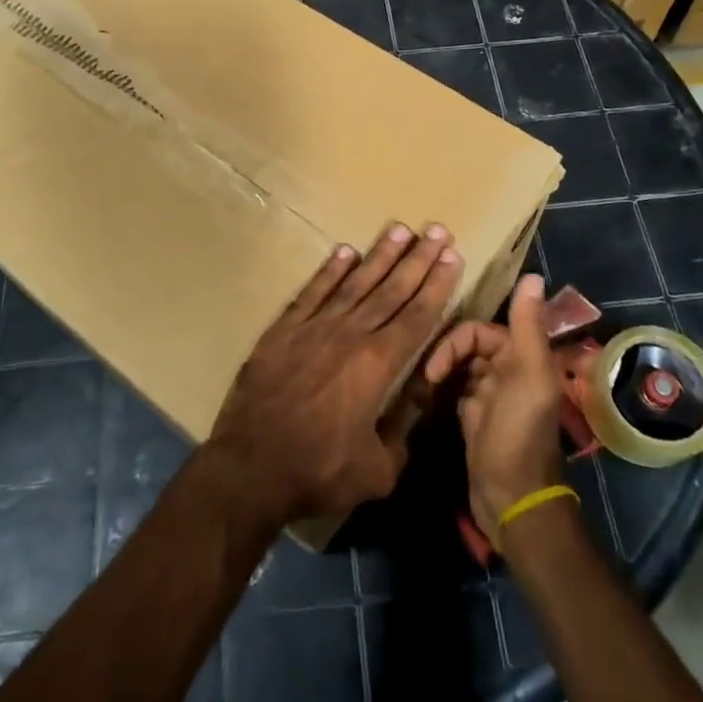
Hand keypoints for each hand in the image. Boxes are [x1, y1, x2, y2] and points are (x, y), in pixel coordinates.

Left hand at [209, 224, 463, 529]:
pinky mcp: (284, 329)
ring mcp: (314, 327)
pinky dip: (330, 270)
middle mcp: (350, 335)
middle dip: (418, 259)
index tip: (452, 256)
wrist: (250, 467)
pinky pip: (313, 291)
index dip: (438, 285)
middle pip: (392, 289)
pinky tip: (345, 251)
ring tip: (400, 229)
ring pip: (355, 282)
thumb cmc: (317, 472)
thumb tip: (415, 404)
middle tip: (437, 230)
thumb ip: (401, 434)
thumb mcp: (377, 471)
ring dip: (380, 255)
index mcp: (378, 365)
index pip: (418, 316)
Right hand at [423, 273, 563, 539]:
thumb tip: (533, 275)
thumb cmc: (518, 434)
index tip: (435, 367)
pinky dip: (438, 385)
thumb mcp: (528, 376)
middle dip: (443, 353)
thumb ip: (528, 326)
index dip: (456, 341)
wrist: (510, 499)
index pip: (479, 329)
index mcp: (523, 356)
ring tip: (416, 383)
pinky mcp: (472, 414)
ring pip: (458, 364)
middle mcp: (508, 369)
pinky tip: (420, 394)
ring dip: (438, 368)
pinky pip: (452, 386)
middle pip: (467, 344)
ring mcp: (489, 393)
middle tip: (422, 376)